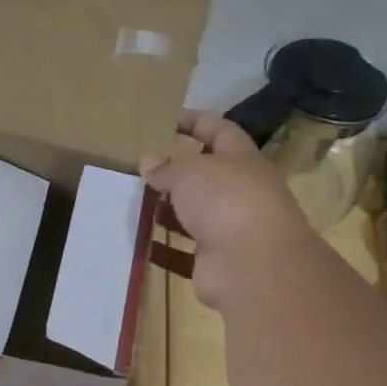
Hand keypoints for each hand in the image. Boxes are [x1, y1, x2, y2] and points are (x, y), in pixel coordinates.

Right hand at [139, 110, 316, 310]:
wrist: (254, 265)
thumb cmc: (225, 200)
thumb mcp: (189, 172)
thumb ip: (166, 168)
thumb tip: (149, 162)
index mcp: (241, 160)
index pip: (219, 130)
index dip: (195, 122)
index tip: (166, 120)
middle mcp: (240, 193)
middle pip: (206, 177)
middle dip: (176, 173)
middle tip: (142, 170)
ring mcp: (229, 229)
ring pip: (193, 216)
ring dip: (167, 212)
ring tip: (133, 205)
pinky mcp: (215, 261)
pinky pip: (183, 253)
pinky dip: (162, 250)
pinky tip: (138, 244)